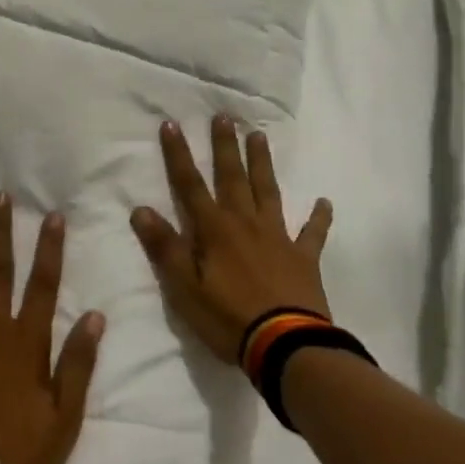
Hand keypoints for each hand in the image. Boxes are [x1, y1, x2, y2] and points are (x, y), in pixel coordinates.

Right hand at [130, 116, 334, 364]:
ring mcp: (278, 237)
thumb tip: (140, 209)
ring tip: (259, 136)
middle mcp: (245, 223)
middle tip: (224, 117)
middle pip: (232, 177)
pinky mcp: (304, 258)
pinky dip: (319, 218)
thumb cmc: (229, 318)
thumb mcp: (185, 288)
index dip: (178, 154)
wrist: (286, 346)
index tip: (171, 124)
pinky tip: (324, 202)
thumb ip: (165, 247)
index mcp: (215, 230)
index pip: (190, 185)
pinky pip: (313, 233)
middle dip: (225, 146)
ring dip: (262, 164)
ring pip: (268, 192)